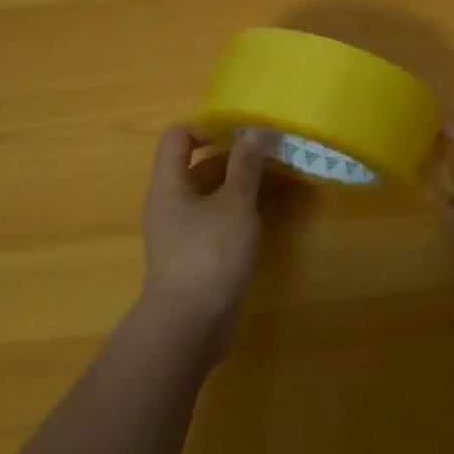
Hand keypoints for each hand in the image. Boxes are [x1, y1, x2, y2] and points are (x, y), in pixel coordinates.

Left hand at [140, 125, 275, 360]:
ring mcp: (185, 230)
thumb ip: (247, 165)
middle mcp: (173, 202)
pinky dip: (244, 211)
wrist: (189, 326)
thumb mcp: (234, 204)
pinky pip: (221, 220)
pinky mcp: (200, 253)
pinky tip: (273, 211)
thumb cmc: (209, 255)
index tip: (244, 133)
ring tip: (283, 178)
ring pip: (215, 194)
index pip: (179, 137)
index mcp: (170, 183)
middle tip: (276, 153)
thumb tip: (258, 129)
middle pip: (201, 165)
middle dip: (237, 157)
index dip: (208, 127)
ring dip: (245, 184)